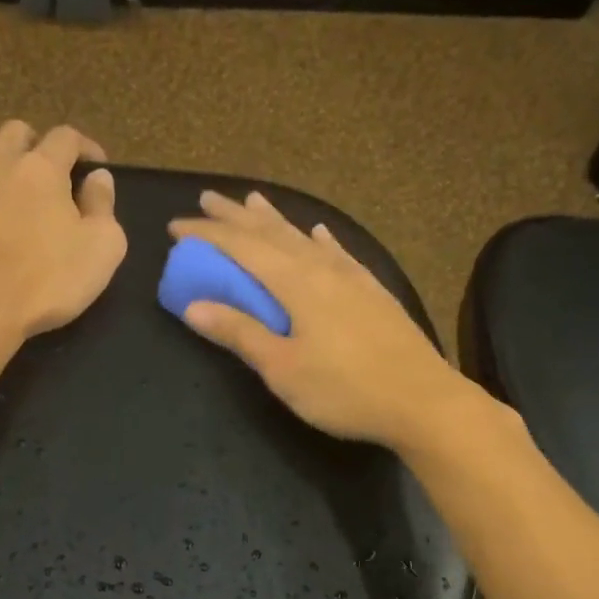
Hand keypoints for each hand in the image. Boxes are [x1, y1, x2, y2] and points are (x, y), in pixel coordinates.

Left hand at [0, 121, 126, 344]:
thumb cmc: (46, 284)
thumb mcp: (101, 252)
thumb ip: (104, 208)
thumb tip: (100, 177)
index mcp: (45, 171)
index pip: (67, 138)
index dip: (83, 147)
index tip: (92, 166)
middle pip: (18, 132)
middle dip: (34, 145)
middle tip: (42, 174)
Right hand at [167, 191, 468, 447]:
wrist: (423, 400)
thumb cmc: (345, 390)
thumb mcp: (283, 368)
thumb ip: (240, 333)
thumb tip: (193, 306)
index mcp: (296, 283)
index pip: (241, 247)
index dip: (206, 234)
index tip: (175, 227)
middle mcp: (323, 269)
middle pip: (272, 233)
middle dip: (235, 216)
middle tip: (207, 198)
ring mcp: (353, 277)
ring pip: (305, 238)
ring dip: (275, 220)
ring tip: (253, 201)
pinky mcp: (374, 292)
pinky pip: (340, 253)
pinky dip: (323, 240)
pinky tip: (320, 233)